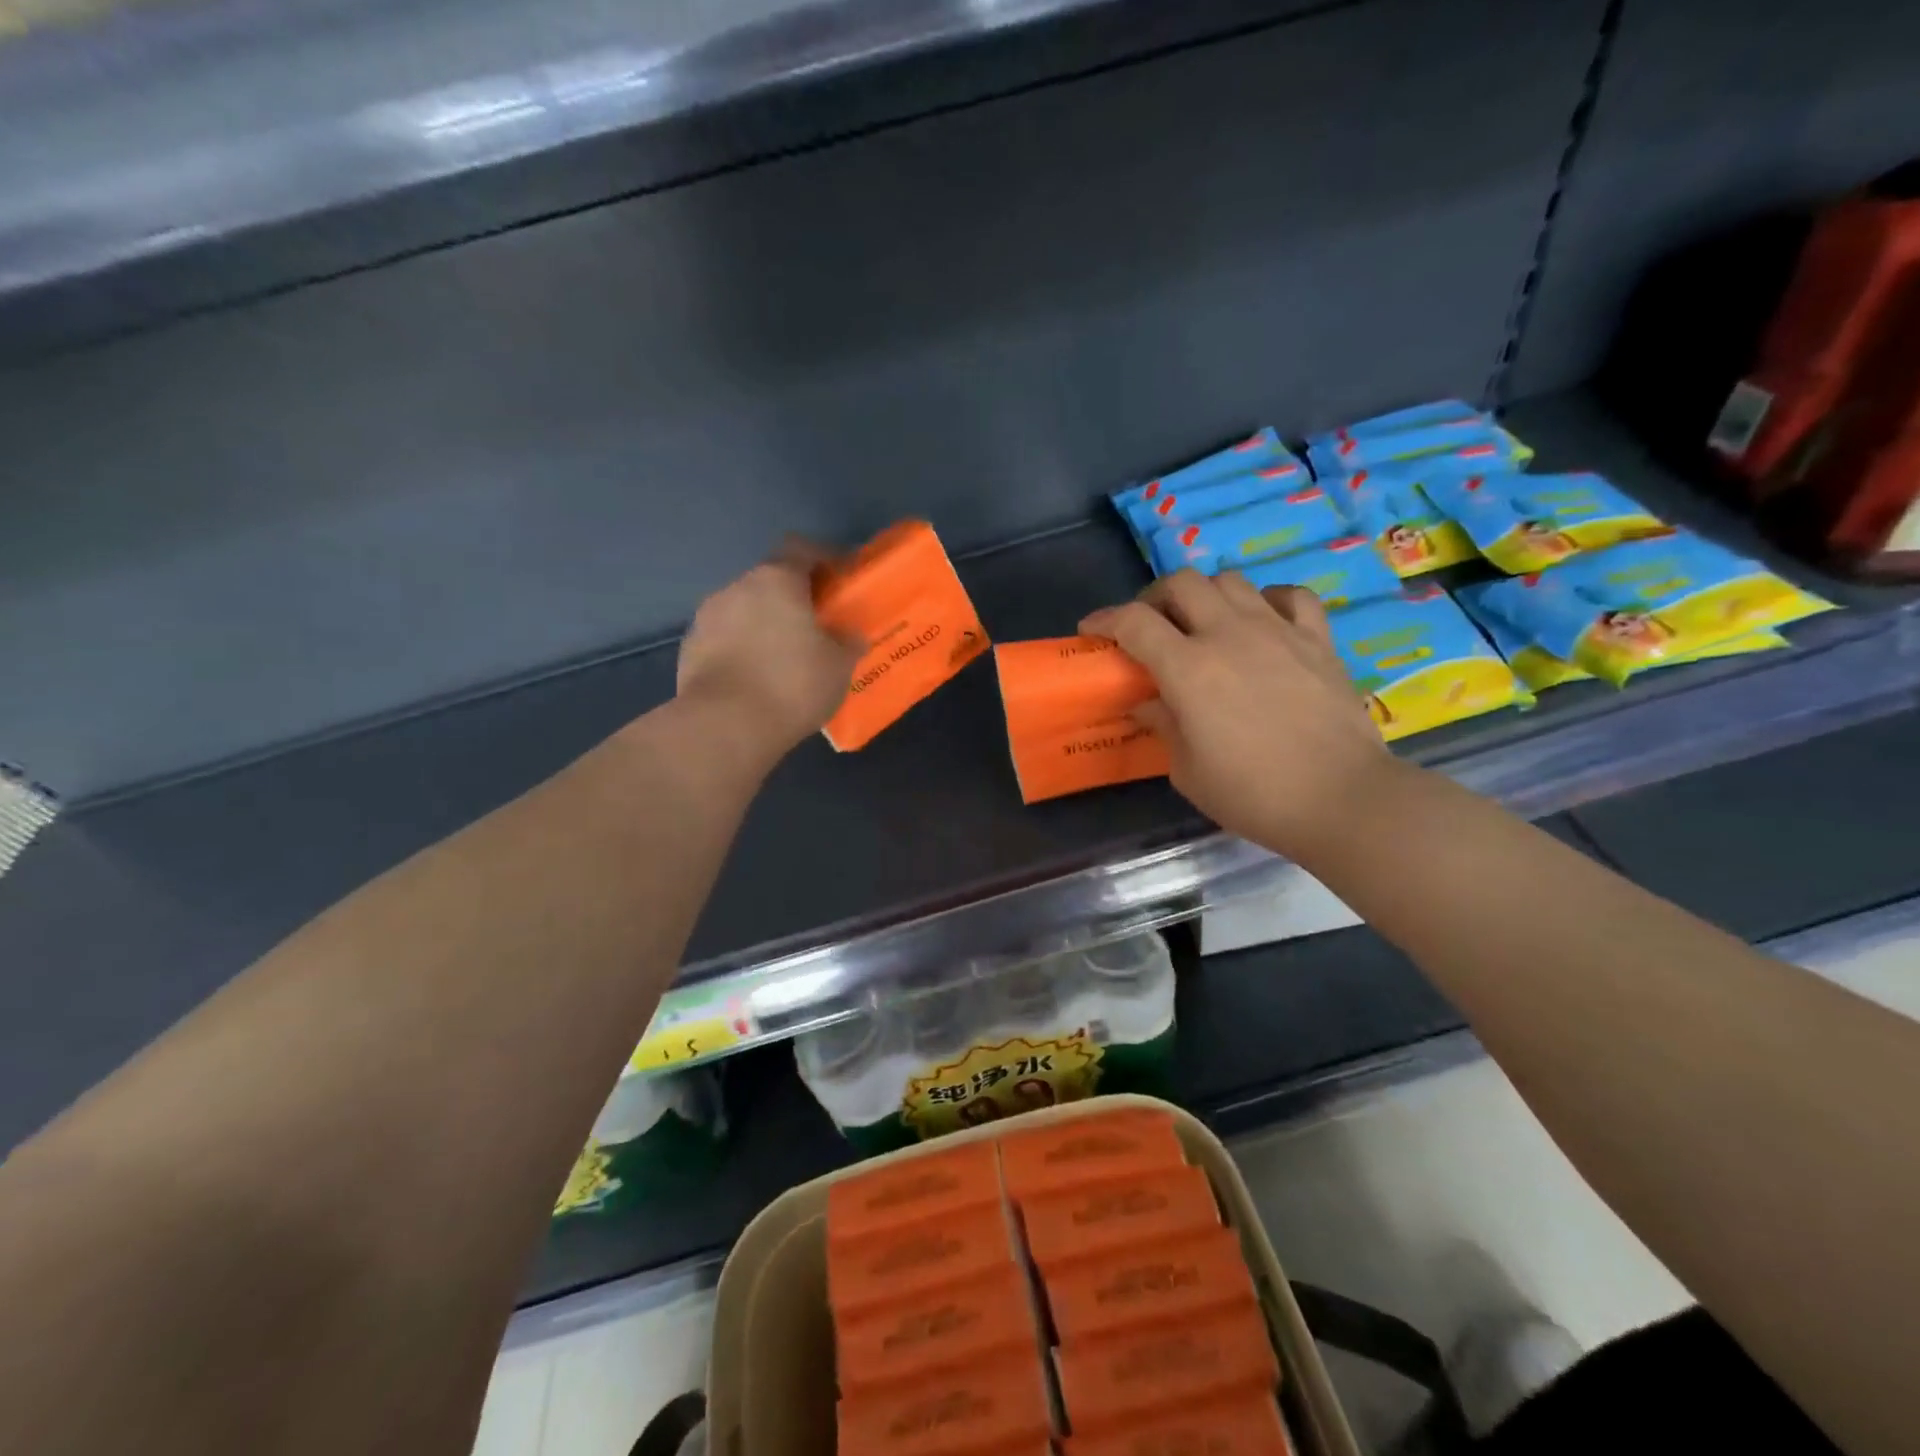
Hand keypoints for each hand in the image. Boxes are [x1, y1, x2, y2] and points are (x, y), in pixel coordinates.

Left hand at [675, 540, 863, 763]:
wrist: (725, 726)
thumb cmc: (792, 684)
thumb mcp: (839, 666)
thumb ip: (847, 642)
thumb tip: (850, 634)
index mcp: (776, 579)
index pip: (800, 548)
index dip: (822, 558)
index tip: (840, 579)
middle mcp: (737, 588)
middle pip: (770, 581)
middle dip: (793, 598)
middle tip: (815, 626)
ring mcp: (706, 618)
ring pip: (744, 611)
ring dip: (764, 625)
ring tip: (783, 658)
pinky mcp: (689, 649)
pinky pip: (725, 639)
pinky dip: (742, 650)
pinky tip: (756, 679)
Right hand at [1080, 569, 1396, 859]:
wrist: (1341, 799)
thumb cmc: (1253, 794)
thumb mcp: (1188, 770)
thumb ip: (1163, 724)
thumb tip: (1148, 701)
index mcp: (1188, 668)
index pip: (1134, 622)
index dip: (1105, 620)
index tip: (1092, 631)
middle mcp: (1229, 635)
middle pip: (1181, 583)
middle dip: (1154, 598)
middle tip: (1149, 626)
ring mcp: (1277, 631)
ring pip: (1231, 581)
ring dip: (1205, 596)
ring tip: (1202, 624)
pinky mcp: (1317, 640)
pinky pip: (1290, 596)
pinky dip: (1267, 600)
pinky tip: (1261, 621)